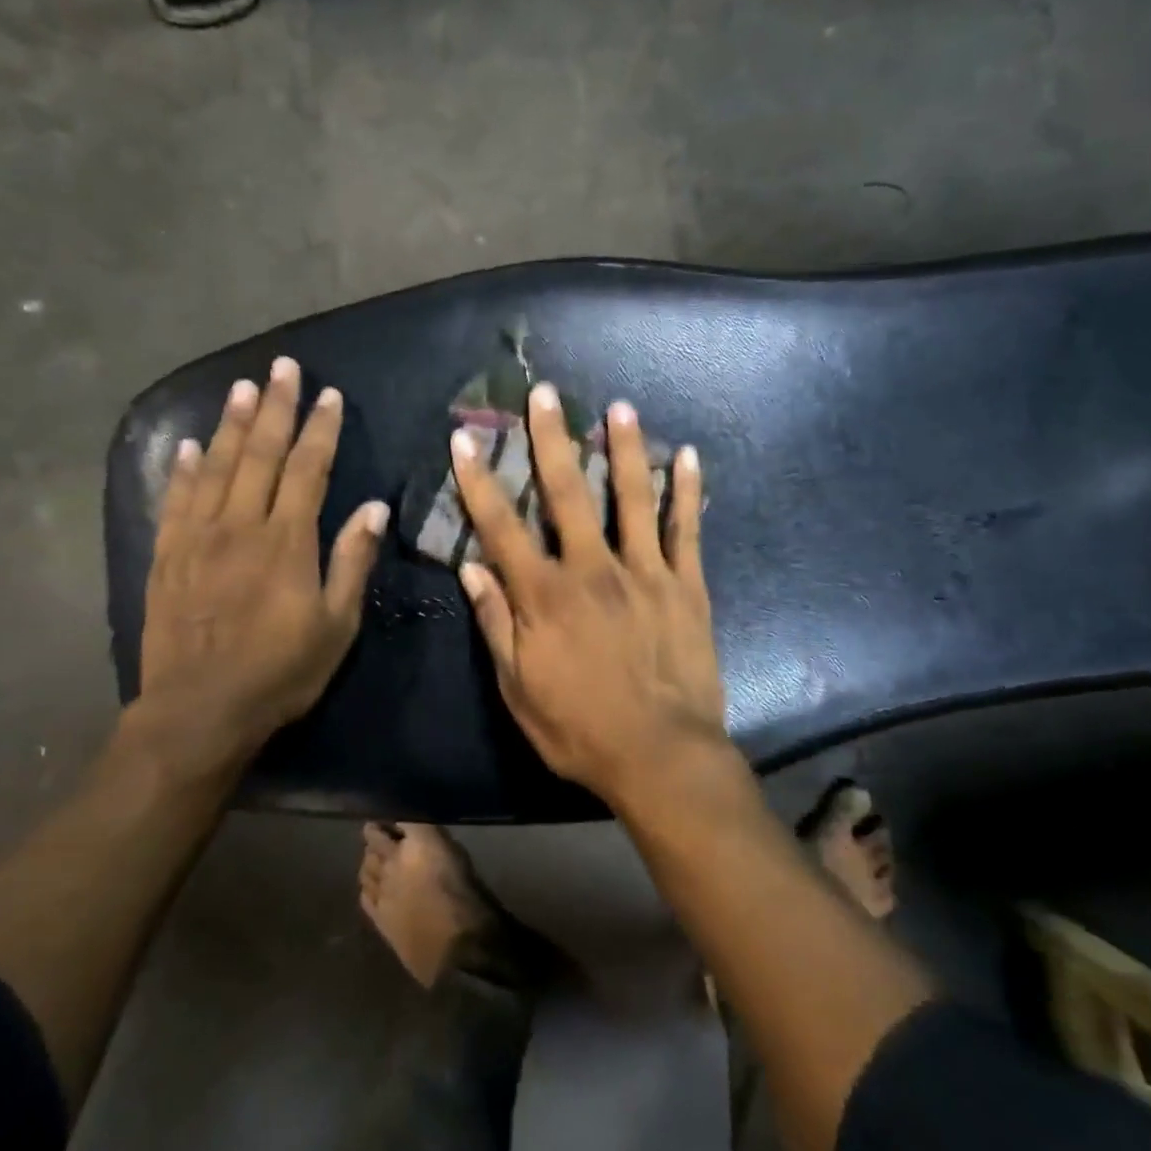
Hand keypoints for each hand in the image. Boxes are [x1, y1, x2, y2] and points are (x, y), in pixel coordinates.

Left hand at [122, 356, 389, 786]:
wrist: (198, 711)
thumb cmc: (279, 672)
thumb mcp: (336, 625)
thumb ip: (351, 561)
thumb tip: (372, 508)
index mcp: (286, 541)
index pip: (306, 469)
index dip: (319, 429)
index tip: (328, 395)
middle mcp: (240, 526)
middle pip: (259, 454)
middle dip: (274, 408)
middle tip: (282, 367)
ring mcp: (197, 538)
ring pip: (216, 467)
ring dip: (230, 424)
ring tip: (241, 387)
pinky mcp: (166, 556)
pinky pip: (174, 500)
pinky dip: (183, 469)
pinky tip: (189, 446)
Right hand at [452, 383, 725, 803]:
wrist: (662, 757)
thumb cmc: (580, 730)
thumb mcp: (519, 688)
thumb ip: (496, 625)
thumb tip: (472, 570)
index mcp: (545, 596)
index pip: (501, 526)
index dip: (478, 480)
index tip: (463, 439)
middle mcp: (592, 569)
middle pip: (567, 493)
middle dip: (551, 439)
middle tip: (545, 394)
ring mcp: (644, 572)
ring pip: (631, 497)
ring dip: (623, 448)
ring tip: (619, 406)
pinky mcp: (685, 585)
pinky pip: (686, 529)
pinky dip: (686, 491)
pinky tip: (687, 455)